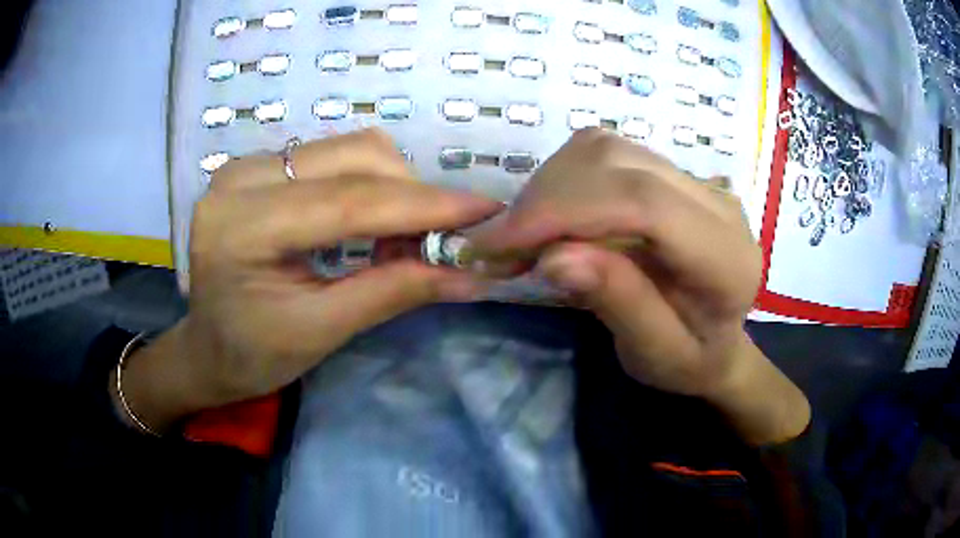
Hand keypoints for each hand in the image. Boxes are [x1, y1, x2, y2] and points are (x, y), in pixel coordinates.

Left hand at [114, 129, 499, 431]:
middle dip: (414, 194)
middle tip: (449, 236)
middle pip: (353, 157)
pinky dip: (372, 184)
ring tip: (411, 235)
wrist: (207, 348)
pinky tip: (379, 220)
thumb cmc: (252, 354)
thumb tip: (471, 272)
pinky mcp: (261, 167)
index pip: (347, 202)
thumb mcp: (321, 331)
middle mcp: (240, 178)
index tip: (486, 212)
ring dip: (396, 186)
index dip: (424, 206)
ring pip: (349, 149)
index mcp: (240, 226)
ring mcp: (248, 165)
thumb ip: (393, 292)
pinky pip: (334, 157)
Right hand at [474, 129, 808, 443]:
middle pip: (617, 162)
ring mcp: (694, 180)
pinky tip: (551, 217)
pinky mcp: (671, 172)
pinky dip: (563, 178)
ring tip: (524, 234)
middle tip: (499, 245)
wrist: (717, 338)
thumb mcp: (656, 354)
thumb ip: (620, 304)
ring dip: (550, 185)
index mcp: (725, 257)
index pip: (645, 202)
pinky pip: (605, 153)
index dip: (565, 209)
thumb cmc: (690, 360)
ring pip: (605, 148)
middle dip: (546, 197)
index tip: (499, 241)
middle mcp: (717, 202)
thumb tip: (554, 256)